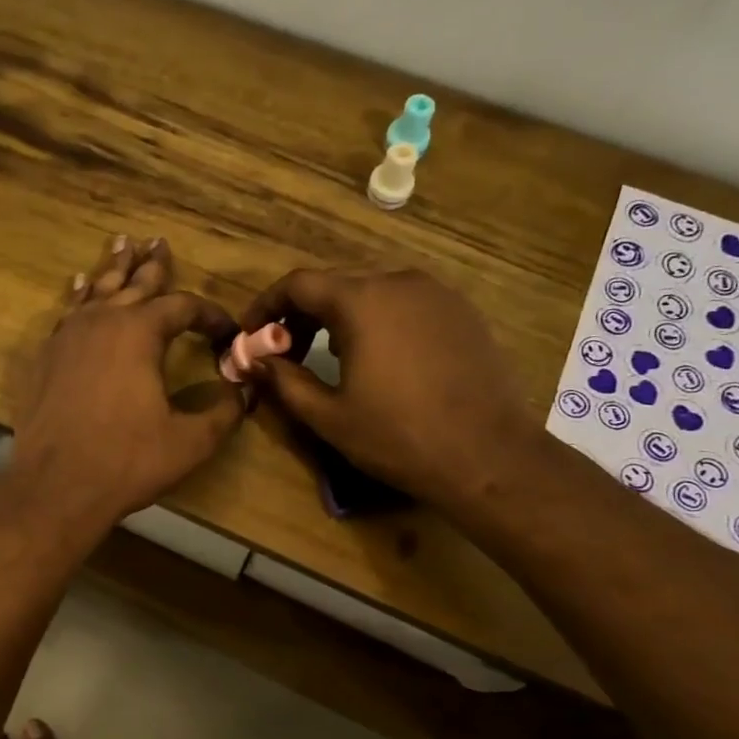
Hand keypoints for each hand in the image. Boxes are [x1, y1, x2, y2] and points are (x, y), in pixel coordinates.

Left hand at [10, 235, 245, 528]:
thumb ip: (223, 413)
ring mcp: (67, 336)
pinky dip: (81, 296)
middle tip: (159, 242)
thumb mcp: (190, 442)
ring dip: (113, 269)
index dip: (209, 315)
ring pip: (97, 291)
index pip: (182, 307)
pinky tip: (81, 288)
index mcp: (139, 333)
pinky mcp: (46, 357)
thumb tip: (245, 391)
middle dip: (152, 265)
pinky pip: (69, 313)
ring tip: (122, 245)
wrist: (55, 486)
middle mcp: (101, 322)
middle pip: (133, 283)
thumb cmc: (126, 461)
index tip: (227, 330)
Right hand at [237, 267, 546, 521]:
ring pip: (372, 292)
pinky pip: (406, 304)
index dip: (266, 306)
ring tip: (330, 358)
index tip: (252, 335)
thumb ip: (282, 380)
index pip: (298, 284)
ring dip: (340, 318)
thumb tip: (250, 360)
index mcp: (361, 301)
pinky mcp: (462, 312)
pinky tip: (380, 360)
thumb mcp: (328, 415)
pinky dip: (379, 321)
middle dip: (302, 314)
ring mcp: (437, 294)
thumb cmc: (398, 436)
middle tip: (286, 353)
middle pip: (335, 285)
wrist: (489, 456)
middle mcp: (399, 282)